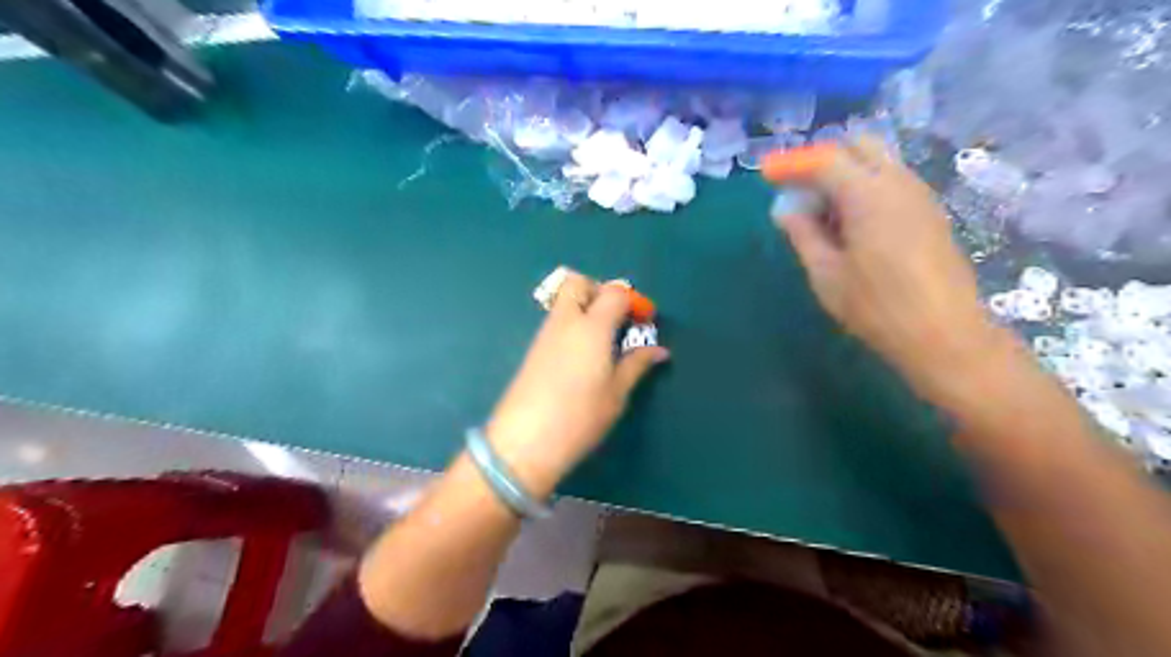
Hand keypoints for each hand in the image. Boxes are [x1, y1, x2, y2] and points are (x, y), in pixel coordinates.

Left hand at [486, 270, 666, 493]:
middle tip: (616, 320)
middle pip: (578, 283)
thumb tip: (659, 350)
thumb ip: (636, 365)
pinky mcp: (533, 350)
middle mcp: (566, 321)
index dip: (633, 301)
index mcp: (592, 327)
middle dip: (599, 291)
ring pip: (564, 302)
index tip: (644, 321)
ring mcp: (545, 334)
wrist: (525, 441)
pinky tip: (583, 356)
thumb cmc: (580, 416)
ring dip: (585, 308)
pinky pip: (556, 323)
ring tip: (603, 342)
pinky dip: (572, 326)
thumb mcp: (616, 393)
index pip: (614, 293)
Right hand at [774, 136, 1002, 396]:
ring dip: (846, 173)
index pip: (825, 160)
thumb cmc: (876, 307)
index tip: (767, 174)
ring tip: (822, 210)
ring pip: (879, 162)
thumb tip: (786, 210)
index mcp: (868, 195)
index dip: (793, 164)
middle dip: (824, 159)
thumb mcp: (826, 274)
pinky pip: (892, 181)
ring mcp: (920, 196)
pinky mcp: (930, 213)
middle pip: (859, 146)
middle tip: (799, 189)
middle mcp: (899, 183)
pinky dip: (866, 186)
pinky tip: (852, 222)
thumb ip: (804, 234)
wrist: (944, 335)